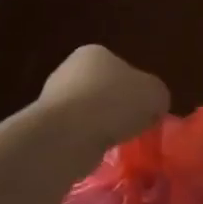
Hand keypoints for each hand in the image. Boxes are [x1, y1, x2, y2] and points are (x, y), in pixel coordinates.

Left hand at [39, 45, 170, 151]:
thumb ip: (157, 96)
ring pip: (88, 113)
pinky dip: (86, 141)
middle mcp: (69, 69)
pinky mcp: (45, 125)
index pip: (123, 69)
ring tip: (115, 142)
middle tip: (133, 128)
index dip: (137, 90)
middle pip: (103, 90)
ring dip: (101, 126)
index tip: (145, 111)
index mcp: (95, 52)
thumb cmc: (115, 103)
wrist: (68, 135)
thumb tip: (152, 107)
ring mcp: (52, 97)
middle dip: (117, 109)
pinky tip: (95, 150)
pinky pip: (75, 133)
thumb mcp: (155, 94)